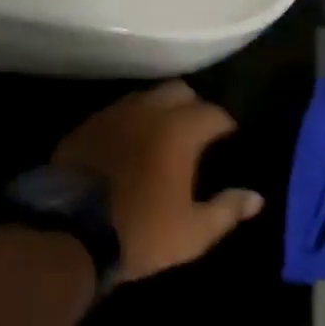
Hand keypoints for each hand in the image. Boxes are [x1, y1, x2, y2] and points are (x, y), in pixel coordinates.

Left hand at [53, 80, 264, 281]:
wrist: (68, 234)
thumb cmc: (140, 231)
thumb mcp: (192, 232)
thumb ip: (227, 210)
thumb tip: (256, 197)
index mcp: (180, 129)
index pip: (214, 113)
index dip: (225, 125)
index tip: (228, 140)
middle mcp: (149, 110)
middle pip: (179, 91)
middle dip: (193, 106)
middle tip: (196, 133)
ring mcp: (114, 114)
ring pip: (146, 97)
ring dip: (159, 110)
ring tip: (162, 136)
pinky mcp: (86, 126)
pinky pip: (117, 113)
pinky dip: (129, 122)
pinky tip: (128, 145)